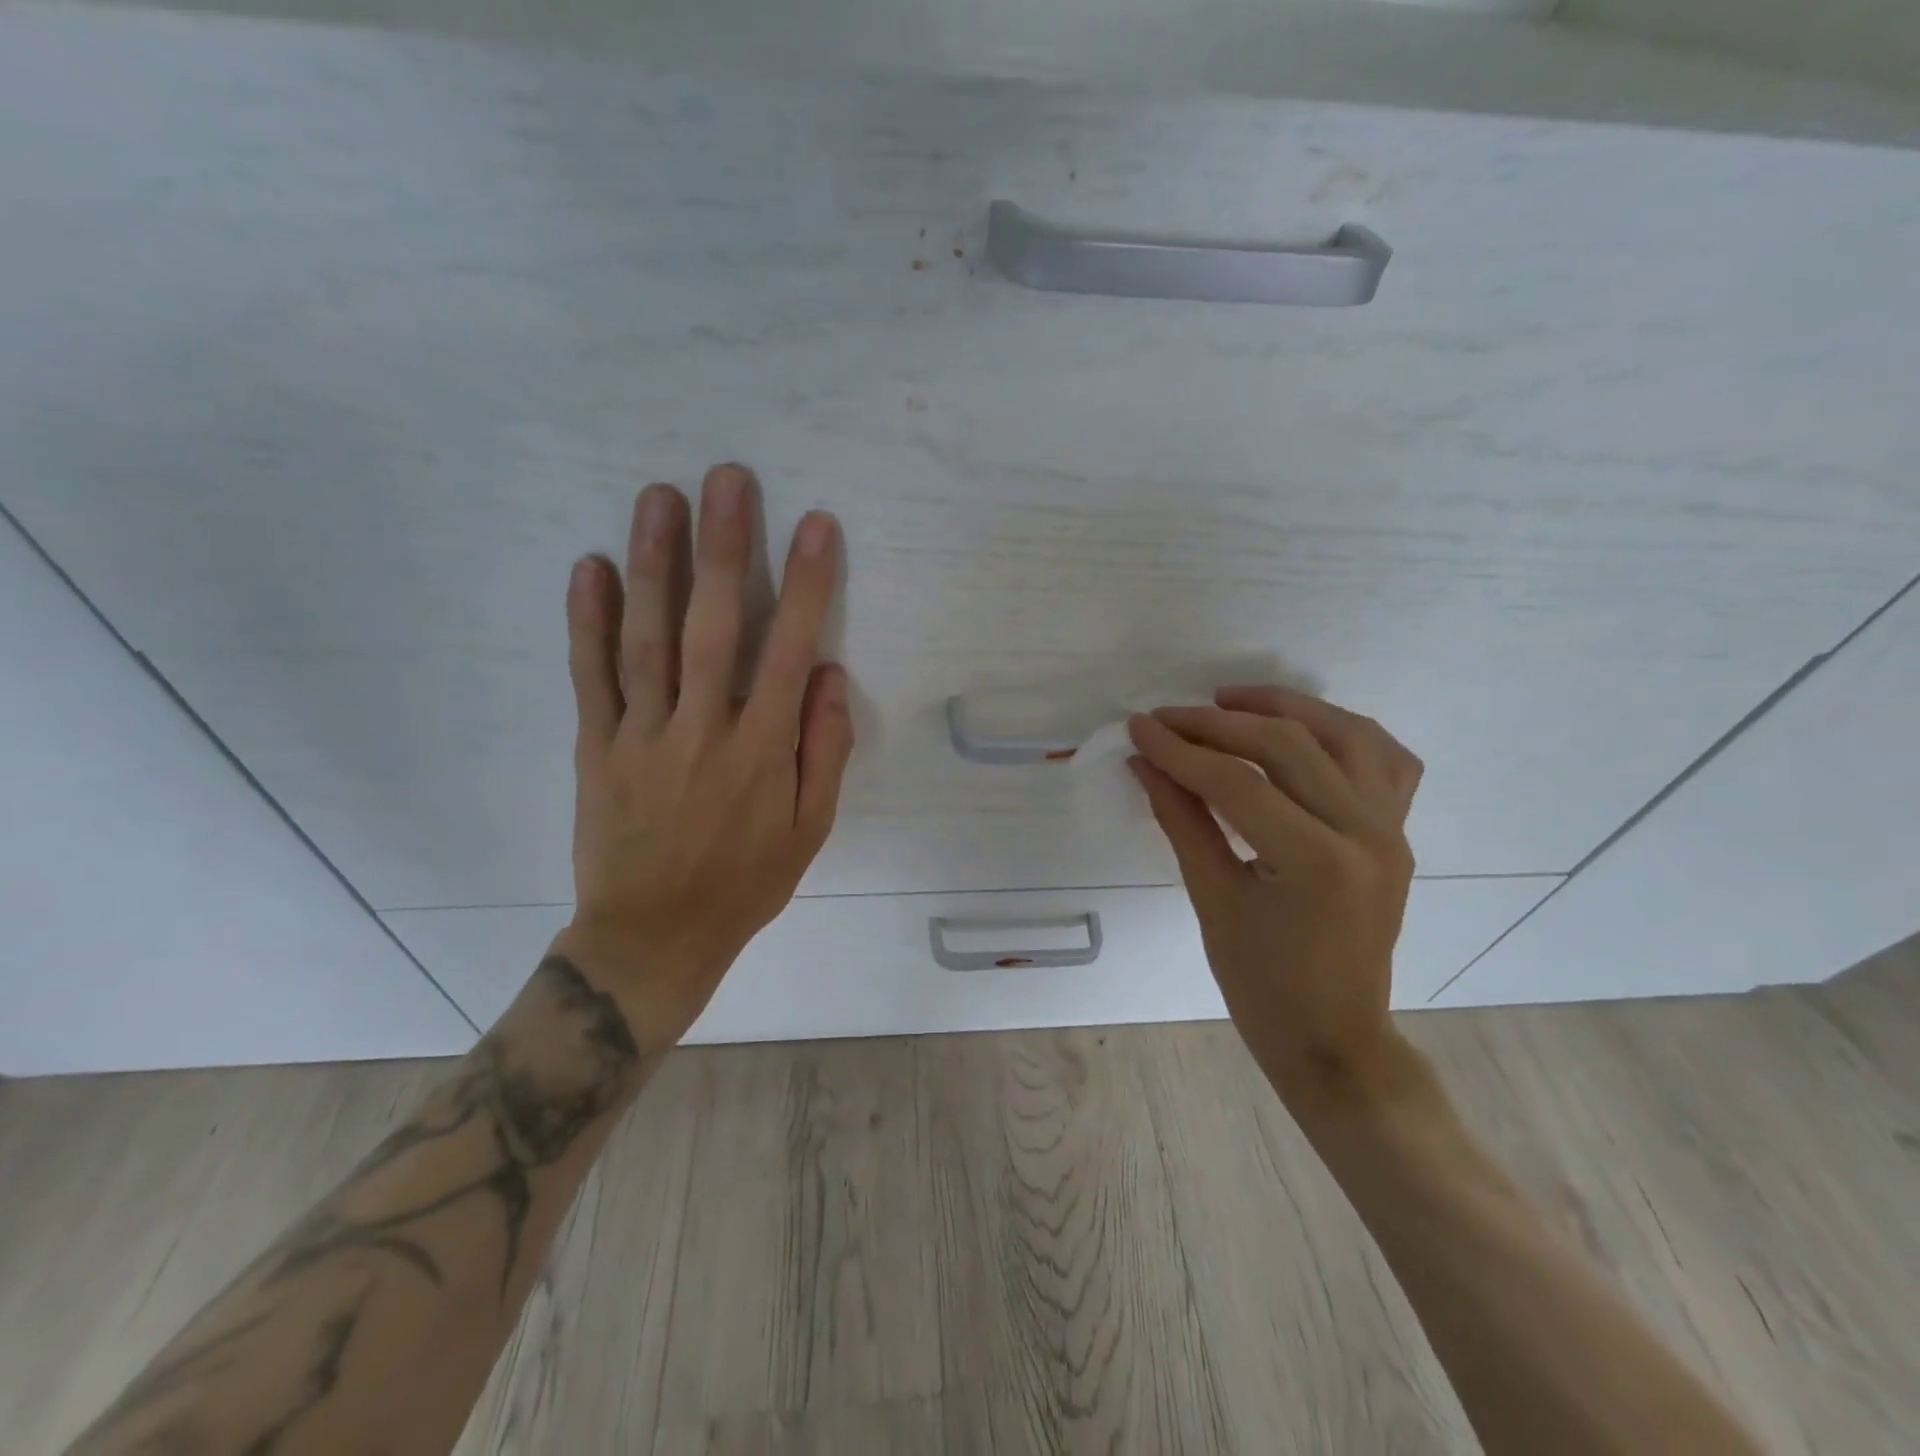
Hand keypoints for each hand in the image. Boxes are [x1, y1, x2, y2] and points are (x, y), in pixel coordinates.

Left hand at [550, 465, 852, 1052]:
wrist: (653, 937)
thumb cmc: (745, 883)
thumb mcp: (810, 830)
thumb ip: (824, 750)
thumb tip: (827, 675)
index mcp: (762, 751)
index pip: (788, 651)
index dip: (806, 584)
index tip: (814, 525)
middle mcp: (703, 730)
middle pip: (712, 626)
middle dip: (724, 548)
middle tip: (726, 479)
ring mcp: (641, 735)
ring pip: (647, 638)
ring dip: (655, 564)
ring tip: (659, 497)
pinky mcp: (595, 747)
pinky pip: (590, 677)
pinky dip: (587, 621)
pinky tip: (590, 567)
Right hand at [1127, 685, 1423, 1108]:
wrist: (1334, 1039)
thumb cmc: (1262, 985)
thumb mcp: (1212, 899)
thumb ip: (1181, 820)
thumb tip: (1146, 763)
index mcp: (1317, 861)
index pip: (1236, 782)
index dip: (1180, 750)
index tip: (1138, 727)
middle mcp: (1366, 832)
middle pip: (1288, 745)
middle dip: (1217, 724)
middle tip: (1168, 718)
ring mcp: (1392, 830)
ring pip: (1345, 734)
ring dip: (1285, 707)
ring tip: (1230, 700)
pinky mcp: (1397, 833)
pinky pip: (1385, 761)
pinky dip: (1343, 732)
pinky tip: (1304, 729)